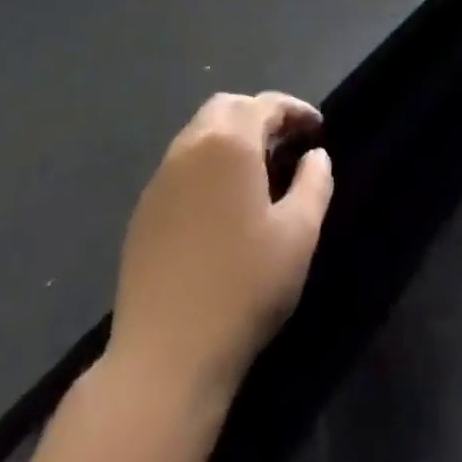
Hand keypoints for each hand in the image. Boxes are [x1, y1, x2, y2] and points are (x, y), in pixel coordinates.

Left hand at [110, 92, 333, 397]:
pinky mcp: (143, 210)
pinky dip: (207, 164)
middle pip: (227, 107)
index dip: (295, 110)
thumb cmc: (243, 288)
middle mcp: (190, 147)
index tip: (318, 129)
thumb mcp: (298, 235)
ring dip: (231, 137)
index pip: (265, 104)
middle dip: (259, 115)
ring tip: (258, 170)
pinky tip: (221, 202)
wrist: (165, 356)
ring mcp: (161, 178)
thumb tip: (315, 156)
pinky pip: (181, 165)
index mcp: (229, 143)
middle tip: (286, 143)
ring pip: (199, 133)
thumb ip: (314, 184)